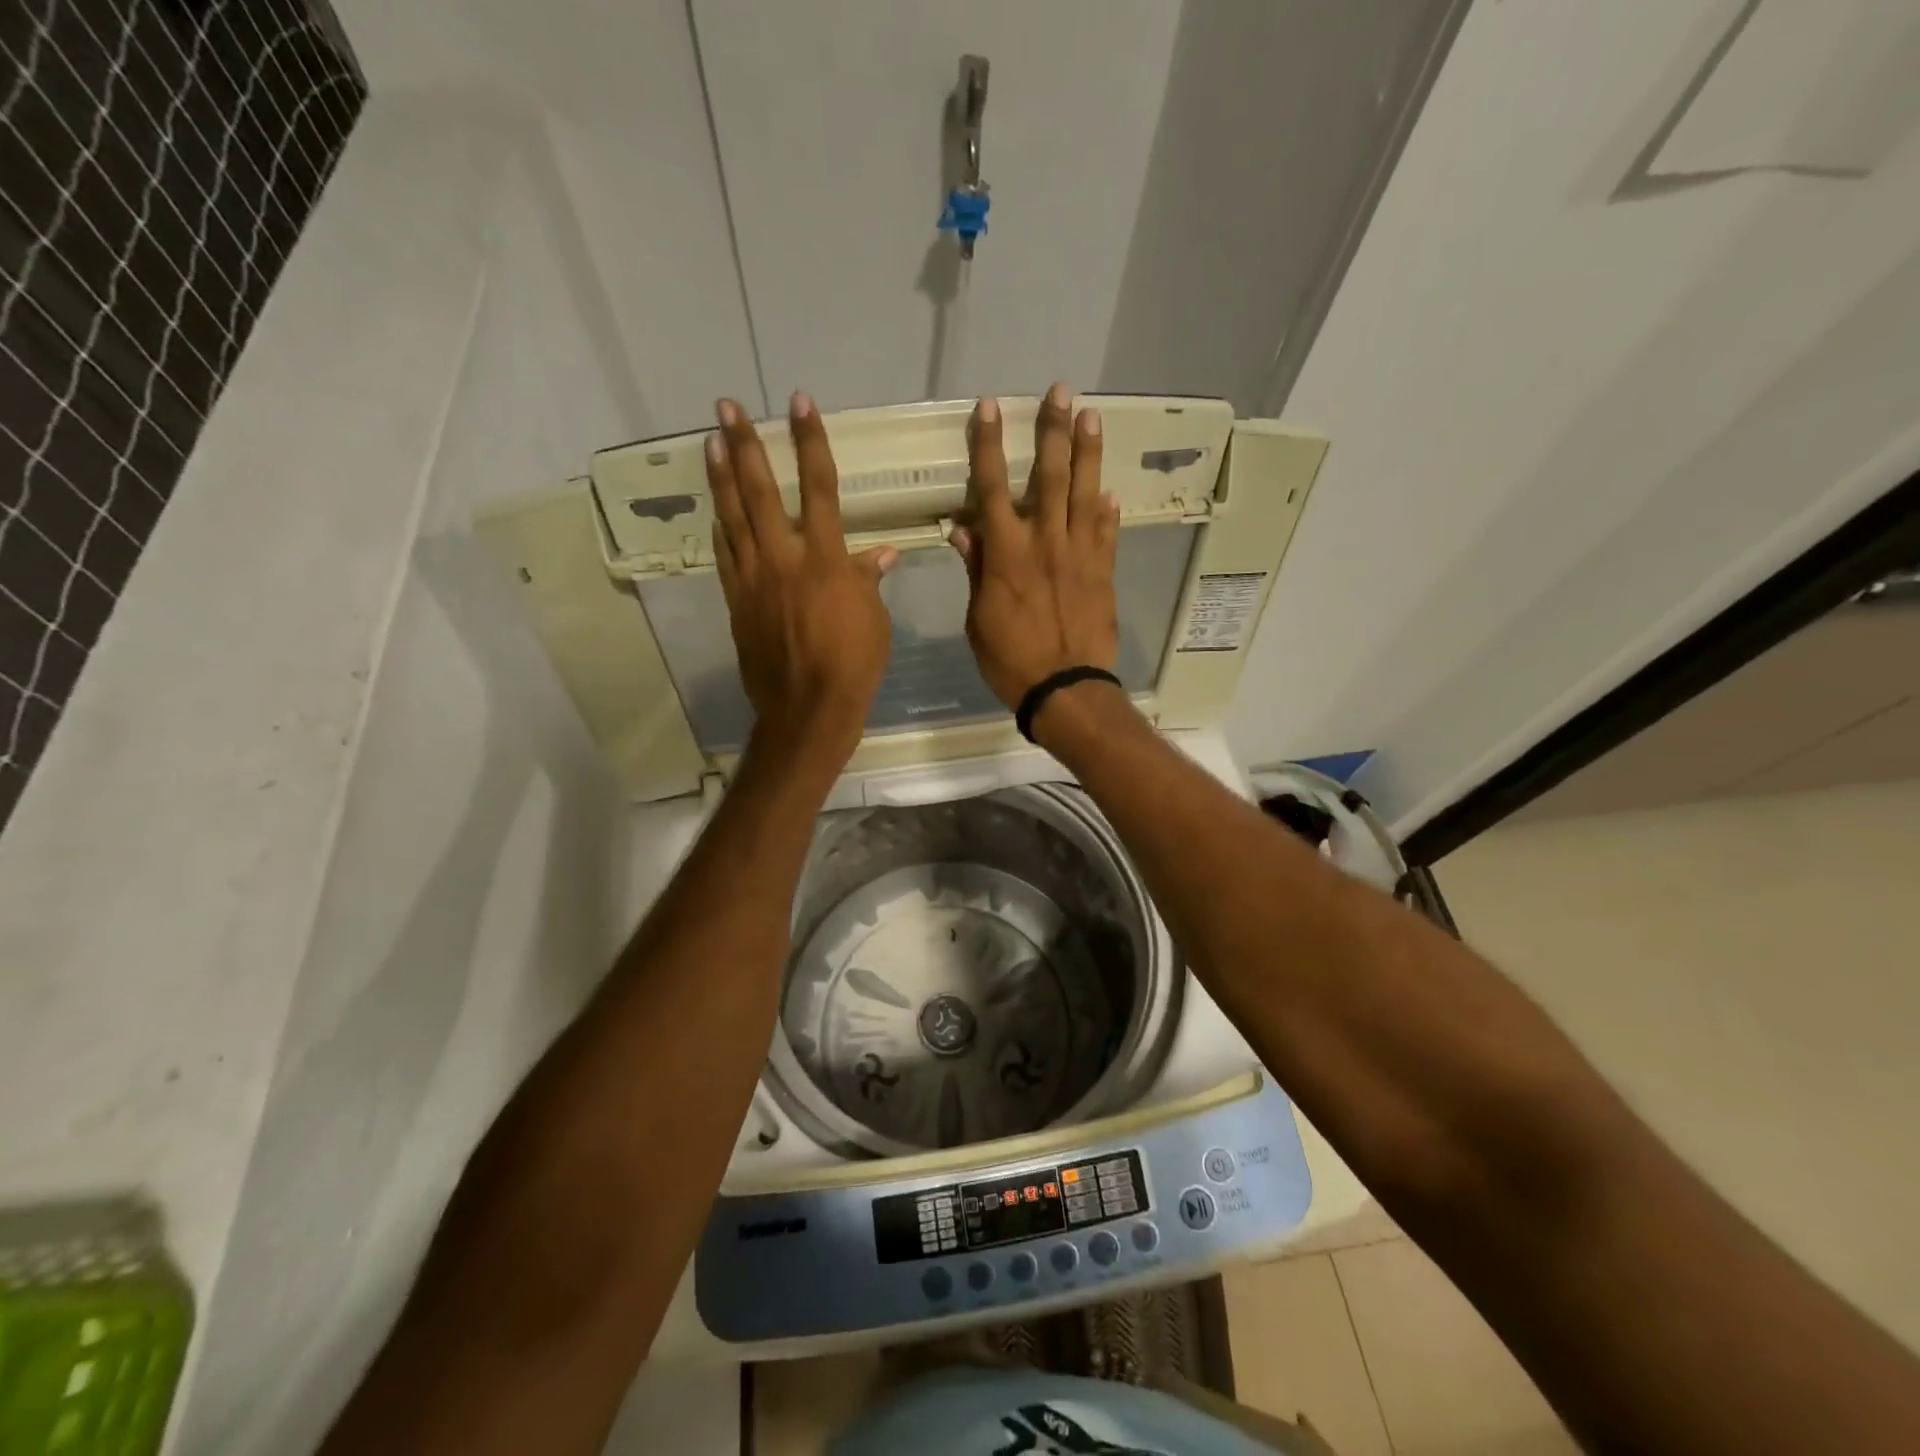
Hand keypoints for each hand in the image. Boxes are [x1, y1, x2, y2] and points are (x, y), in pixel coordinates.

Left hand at [708, 392, 897, 770]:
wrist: (808, 707)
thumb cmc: (854, 664)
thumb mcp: (874, 620)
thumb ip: (868, 580)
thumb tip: (880, 554)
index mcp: (825, 558)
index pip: (819, 486)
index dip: (810, 442)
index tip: (799, 404)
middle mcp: (783, 559)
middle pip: (760, 492)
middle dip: (745, 445)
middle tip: (726, 408)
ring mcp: (754, 580)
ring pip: (732, 518)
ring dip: (721, 477)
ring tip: (711, 442)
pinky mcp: (737, 603)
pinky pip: (725, 557)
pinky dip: (720, 530)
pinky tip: (714, 510)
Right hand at [950, 381, 1119, 709]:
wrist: (1065, 689)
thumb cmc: (1011, 660)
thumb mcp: (978, 619)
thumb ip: (975, 569)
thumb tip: (962, 527)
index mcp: (1007, 554)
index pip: (993, 487)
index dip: (989, 445)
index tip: (990, 407)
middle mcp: (1045, 542)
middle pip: (1049, 476)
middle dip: (1053, 431)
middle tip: (1061, 391)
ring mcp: (1080, 555)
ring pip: (1085, 494)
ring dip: (1088, 453)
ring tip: (1092, 416)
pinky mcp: (1104, 573)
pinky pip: (1107, 533)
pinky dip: (1107, 511)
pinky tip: (1109, 492)